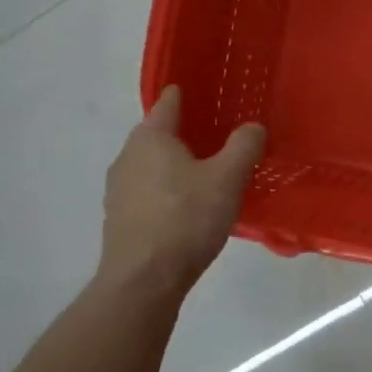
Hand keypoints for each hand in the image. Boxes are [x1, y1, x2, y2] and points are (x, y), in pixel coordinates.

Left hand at [96, 87, 265, 297]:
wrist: (143, 281)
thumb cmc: (185, 219)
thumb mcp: (227, 178)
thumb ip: (244, 146)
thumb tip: (253, 127)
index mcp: (151, 138)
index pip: (168, 104)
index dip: (185, 94)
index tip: (202, 90)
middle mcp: (127, 157)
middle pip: (158, 135)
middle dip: (184, 133)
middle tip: (217, 135)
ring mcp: (118, 190)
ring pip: (152, 165)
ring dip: (175, 165)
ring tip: (206, 173)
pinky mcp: (119, 219)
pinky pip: (147, 192)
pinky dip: (166, 190)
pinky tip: (187, 207)